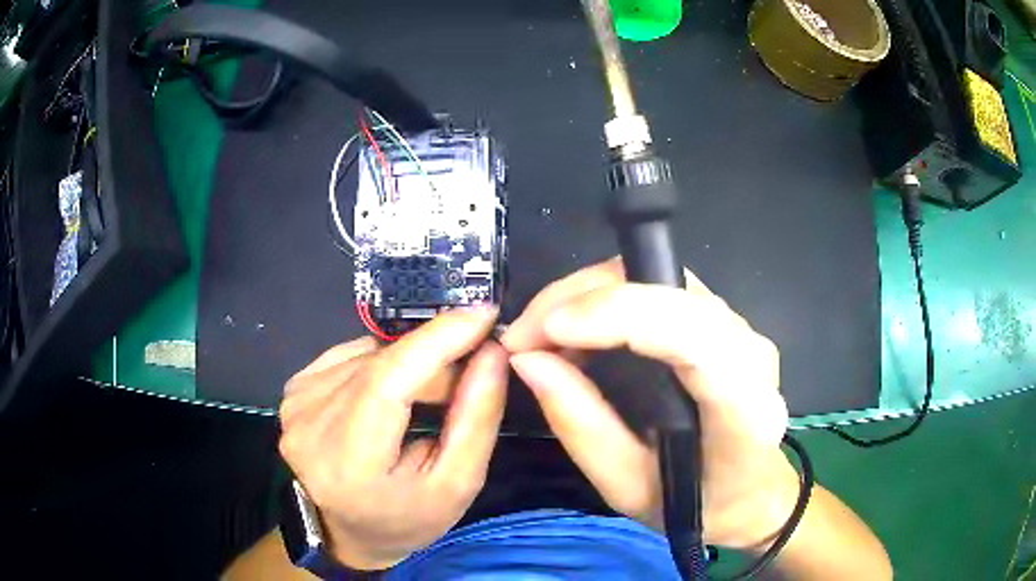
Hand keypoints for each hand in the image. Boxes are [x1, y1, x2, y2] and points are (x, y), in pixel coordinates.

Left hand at [278, 309, 506, 569]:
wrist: (347, 533)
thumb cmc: (406, 520)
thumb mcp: (456, 485)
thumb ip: (476, 419)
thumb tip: (491, 353)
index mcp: (348, 461)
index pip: (387, 381)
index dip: (436, 340)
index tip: (483, 315)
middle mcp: (309, 424)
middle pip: (381, 364)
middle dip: (435, 358)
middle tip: (471, 371)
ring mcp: (296, 404)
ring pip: (369, 356)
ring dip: (411, 365)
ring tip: (432, 396)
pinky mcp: (295, 391)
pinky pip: (352, 357)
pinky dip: (384, 365)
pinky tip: (394, 393)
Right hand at [502, 259, 798, 549]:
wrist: (751, 493)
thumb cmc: (697, 505)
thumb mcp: (627, 487)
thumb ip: (581, 426)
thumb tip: (528, 360)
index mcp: (743, 407)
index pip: (691, 335)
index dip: (616, 316)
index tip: (546, 333)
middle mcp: (751, 352)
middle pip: (666, 288)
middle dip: (583, 298)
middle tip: (525, 336)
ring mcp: (742, 327)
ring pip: (659, 277)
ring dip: (591, 295)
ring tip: (546, 335)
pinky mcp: (724, 319)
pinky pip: (660, 287)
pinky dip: (609, 299)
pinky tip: (580, 332)